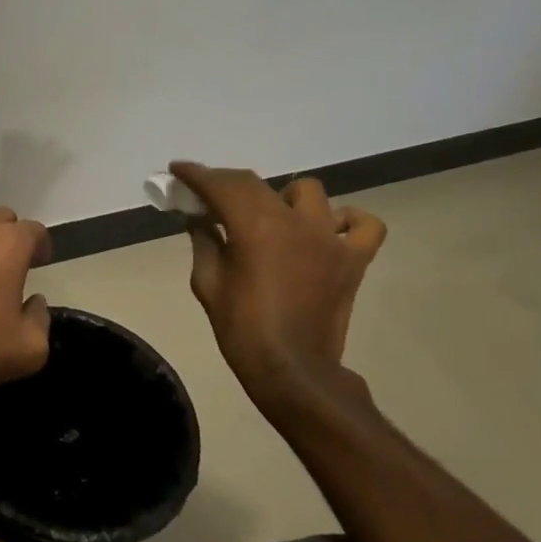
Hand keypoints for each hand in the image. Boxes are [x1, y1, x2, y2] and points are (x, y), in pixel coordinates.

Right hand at [169, 163, 387, 408]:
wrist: (292, 371)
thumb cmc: (242, 329)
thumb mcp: (208, 283)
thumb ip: (203, 242)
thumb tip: (199, 219)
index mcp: (255, 227)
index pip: (222, 185)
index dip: (197, 175)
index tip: (179, 170)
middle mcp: (295, 222)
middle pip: (257, 184)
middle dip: (227, 184)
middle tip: (209, 196)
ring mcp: (329, 239)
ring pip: (307, 193)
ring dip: (282, 198)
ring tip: (269, 217)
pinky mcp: (353, 259)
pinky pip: (362, 226)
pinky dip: (346, 220)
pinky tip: (326, 230)